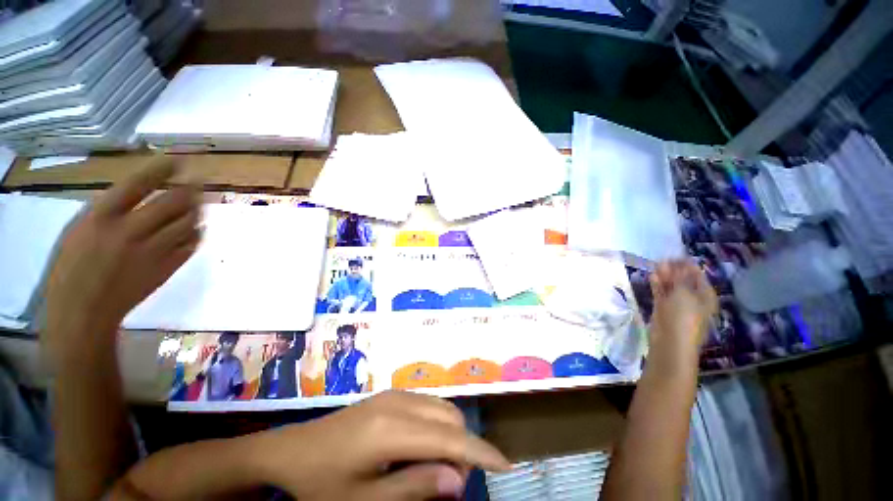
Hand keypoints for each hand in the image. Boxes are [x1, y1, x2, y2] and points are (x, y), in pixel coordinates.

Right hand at [43, 158, 200, 363]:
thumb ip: (110, 210)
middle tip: (200, 181)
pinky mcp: (168, 268)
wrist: (83, 312)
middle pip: (173, 201)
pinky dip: (197, 233)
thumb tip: (142, 194)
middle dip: (192, 187)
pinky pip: (191, 244)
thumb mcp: (79, 230)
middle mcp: (130, 231)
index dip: (163, 169)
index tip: (180, 159)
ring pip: (189, 222)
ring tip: (202, 201)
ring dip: (199, 209)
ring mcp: (153, 251)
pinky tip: (196, 228)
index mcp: (101, 217)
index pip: (138, 184)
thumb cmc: (72, 268)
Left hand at [252, 391, 510, 499]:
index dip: (481, 453)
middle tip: (447, 484)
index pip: (450, 439)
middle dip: (464, 450)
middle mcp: (400, 402)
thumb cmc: (322, 483)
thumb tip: (458, 479)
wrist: (293, 449)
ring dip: (452, 436)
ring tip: (435, 467)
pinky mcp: (392, 394)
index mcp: (392, 429)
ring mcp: (396, 393)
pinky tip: (422, 446)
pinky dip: (438, 425)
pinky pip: (429, 404)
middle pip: (452, 419)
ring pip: (443, 408)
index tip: (507, 466)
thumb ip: (415, 487)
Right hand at [648, 260, 717, 355]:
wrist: (670, 341)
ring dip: (664, 276)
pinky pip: (661, 294)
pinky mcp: (663, 309)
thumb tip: (676, 263)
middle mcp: (693, 299)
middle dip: (674, 270)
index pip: (697, 276)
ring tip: (655, 265)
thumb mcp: (684, 293)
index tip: (675, 255)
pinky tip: (652, 276)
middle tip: (663, 259)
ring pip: (671, 287)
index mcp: (705, 295)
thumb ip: (679, 277)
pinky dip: (657, 285)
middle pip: (683, 280)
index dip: (687, 265)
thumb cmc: (683, 316)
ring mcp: (677, 304)